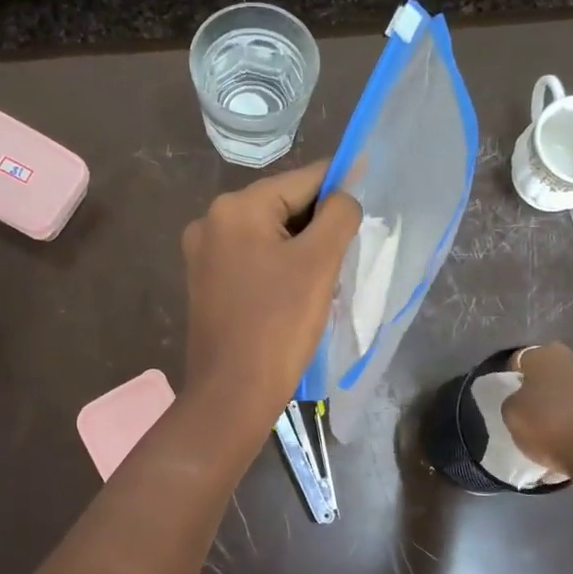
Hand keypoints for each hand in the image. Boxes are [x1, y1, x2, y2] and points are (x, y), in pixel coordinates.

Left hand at [181, 161, 361, 435]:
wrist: (232, 393)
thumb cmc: (279, 325)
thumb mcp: (319, 263)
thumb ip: (338, 215)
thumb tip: (346, 193)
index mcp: (237, 208)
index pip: (302, 180)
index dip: (340, 186)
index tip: (369, 195)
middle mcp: (211, 221)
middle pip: (283, 206)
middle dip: (318, 225)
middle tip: (347, 253)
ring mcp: (204, 253)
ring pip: (269, 234)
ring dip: (300, 247)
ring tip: (324, 278)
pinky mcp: (206, 282)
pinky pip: (252, 258)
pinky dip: (279, 265)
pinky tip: (296, 292)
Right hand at [501, 342, 572, 474]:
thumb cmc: (550, 425)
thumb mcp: (512, 415)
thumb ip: (514, 400)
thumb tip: (523, 398)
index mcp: (545, 354)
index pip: (523, 359)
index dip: (516, 377)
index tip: (513, 396)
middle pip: (555, 369)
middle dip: (547, 384)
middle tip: (536, 409)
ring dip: (569, 400)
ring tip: (559, 426)